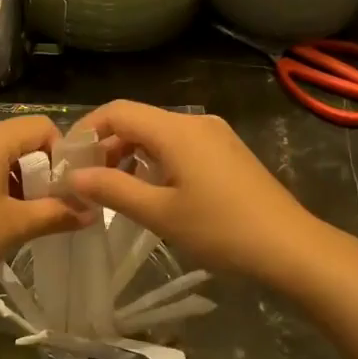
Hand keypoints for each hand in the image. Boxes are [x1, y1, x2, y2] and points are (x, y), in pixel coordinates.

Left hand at [0, 116, 88, 298]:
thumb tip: (93, 212)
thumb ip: (59, 213)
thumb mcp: (17, 226)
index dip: (62, 154)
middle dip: (40, 169)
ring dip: (16, 178)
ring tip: (21, 215)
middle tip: (48, 205)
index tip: (67, 187)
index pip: (41, 127)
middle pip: (18, 139)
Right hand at [64, 101, 326, 283]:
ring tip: (113, 190)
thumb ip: (113, 190)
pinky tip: (152, 190)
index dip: (86, 131)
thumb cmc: (221, 230)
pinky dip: (156, 160)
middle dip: (107, 146)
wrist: (290, 247)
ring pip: (158, 134)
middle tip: (86, 182)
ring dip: (130, 155)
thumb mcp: (160, 213)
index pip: (117, 111)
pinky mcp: (227, 152)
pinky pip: (180, 145)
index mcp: (176, 130)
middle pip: (138, 120)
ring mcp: (215, 135)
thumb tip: (74, 177)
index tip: (67, 161)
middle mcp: (195, 122)